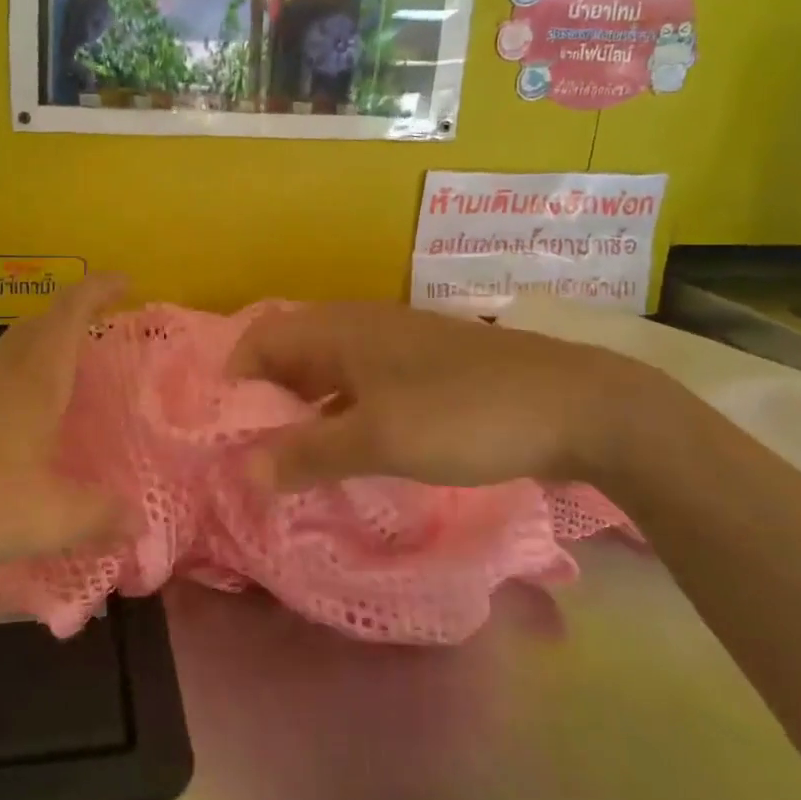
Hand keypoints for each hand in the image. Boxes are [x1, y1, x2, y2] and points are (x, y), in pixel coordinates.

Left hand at [0, 275, 129, 567]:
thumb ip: (94, 518)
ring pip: (9, 357)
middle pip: (38, 325)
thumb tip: (138, 521)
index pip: (71, 312)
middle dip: (71, 318)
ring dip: (39, 358)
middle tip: (98, 334)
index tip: (125, 281)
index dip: (99, 289)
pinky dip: (9, 394)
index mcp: (34, 379)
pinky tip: (8, 438)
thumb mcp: (41, 515)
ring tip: (62, 394)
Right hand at [228, 301, 657, 490]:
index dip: (233, 380)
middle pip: (290, 353)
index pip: (260, 339)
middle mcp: (361, 326)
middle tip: (249, 451)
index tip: (221, 432)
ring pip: (328, 371)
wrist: (578, 406)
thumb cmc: (464, 415)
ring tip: (289, 458)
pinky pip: (362, 385)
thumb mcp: (377, 440)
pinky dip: (341, 413)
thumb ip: (307, 454)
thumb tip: (245, 473)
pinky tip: (347, 450)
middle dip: (264, 399)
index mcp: (339, 329)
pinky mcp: (426, 370)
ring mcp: (397, 346)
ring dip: (302, 409)